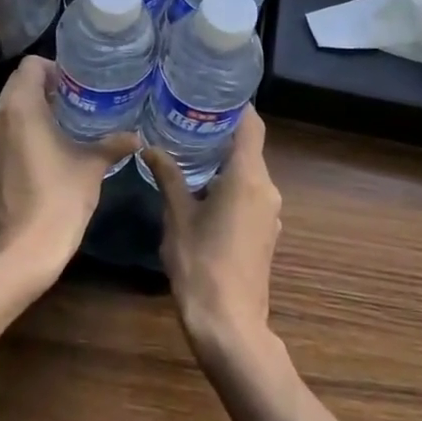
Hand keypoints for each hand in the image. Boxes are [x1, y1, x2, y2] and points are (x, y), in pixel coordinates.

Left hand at [0, 56, 135, 285]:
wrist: (20, 253)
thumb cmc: (58, 200)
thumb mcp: (91, 167)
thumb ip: (112, 145)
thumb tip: (136, 137)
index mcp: (21, 108)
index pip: (31, 65)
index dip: (55, 68)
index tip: (77, 84)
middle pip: (18, 83)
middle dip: (45, 87)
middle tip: (77, 100)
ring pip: (9, 108)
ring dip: (33, 109)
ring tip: (65, 122)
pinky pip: (4, 131)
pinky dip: (22, 130)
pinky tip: (48, 148)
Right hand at [146, 108, 281, 361]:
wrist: (230, 325)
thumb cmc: (201, 264)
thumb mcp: (177, 217)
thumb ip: (169, 177)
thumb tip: (151, 147)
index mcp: (248, 177)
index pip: (251, 125)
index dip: (236, 107)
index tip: (211, 95)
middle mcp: (267, 188)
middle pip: (249, 148)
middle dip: (221, 134)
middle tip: (188, 121)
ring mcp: (270, 213)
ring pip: (250, 173)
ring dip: (225, 163)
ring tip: (190, 152)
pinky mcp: (267, 232)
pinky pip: (251, 195)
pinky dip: (231, 185)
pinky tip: (204, 191)